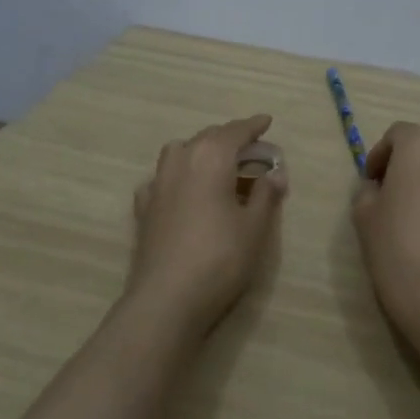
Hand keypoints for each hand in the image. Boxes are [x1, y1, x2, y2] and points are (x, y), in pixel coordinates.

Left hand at [124, 114, 287, 332]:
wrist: (167, 297)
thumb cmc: (220, 258)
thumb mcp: (254, 228)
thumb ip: (265, 195)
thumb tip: (275, 174)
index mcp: (211, 158)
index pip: (235, 132)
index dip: (253, 126)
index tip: (266, 121)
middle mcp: (180, 161)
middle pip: (207, 137)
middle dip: (229, 138)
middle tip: (250, 148)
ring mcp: (157, 184)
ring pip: (179, 152)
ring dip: (199, 150)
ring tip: (216, 165)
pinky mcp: (143, 208)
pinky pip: (162, 179)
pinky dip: (177, 176)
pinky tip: (184, 192)